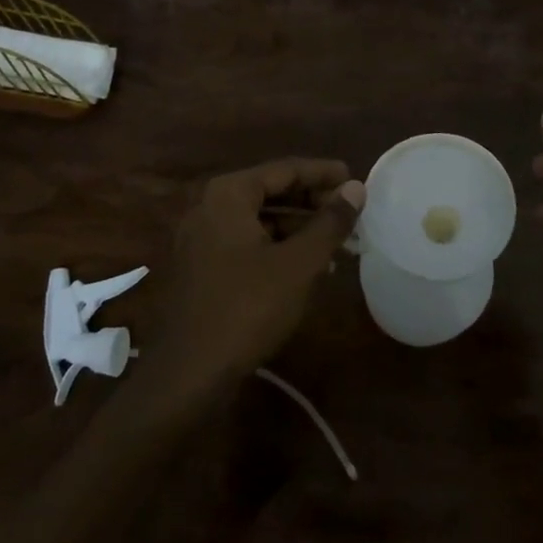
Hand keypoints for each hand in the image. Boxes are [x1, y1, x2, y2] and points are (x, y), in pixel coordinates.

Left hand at [144, 159, 364, 403]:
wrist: (188, 373)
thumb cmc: (247, 307)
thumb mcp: (298, 264)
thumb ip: (329, 223)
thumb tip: (355, 188)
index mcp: (229, 194)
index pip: (284, 169)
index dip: (323, 173)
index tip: (354, 178)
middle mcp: (209, 207)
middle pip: (270, 191)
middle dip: (312, 201)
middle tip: (349, 212)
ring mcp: (201, 238)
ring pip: (259, 219)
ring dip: (298, 227)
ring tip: (336, 242)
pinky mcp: (201, 267)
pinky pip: (246, 242)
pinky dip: (277, 246)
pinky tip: (306, 266)